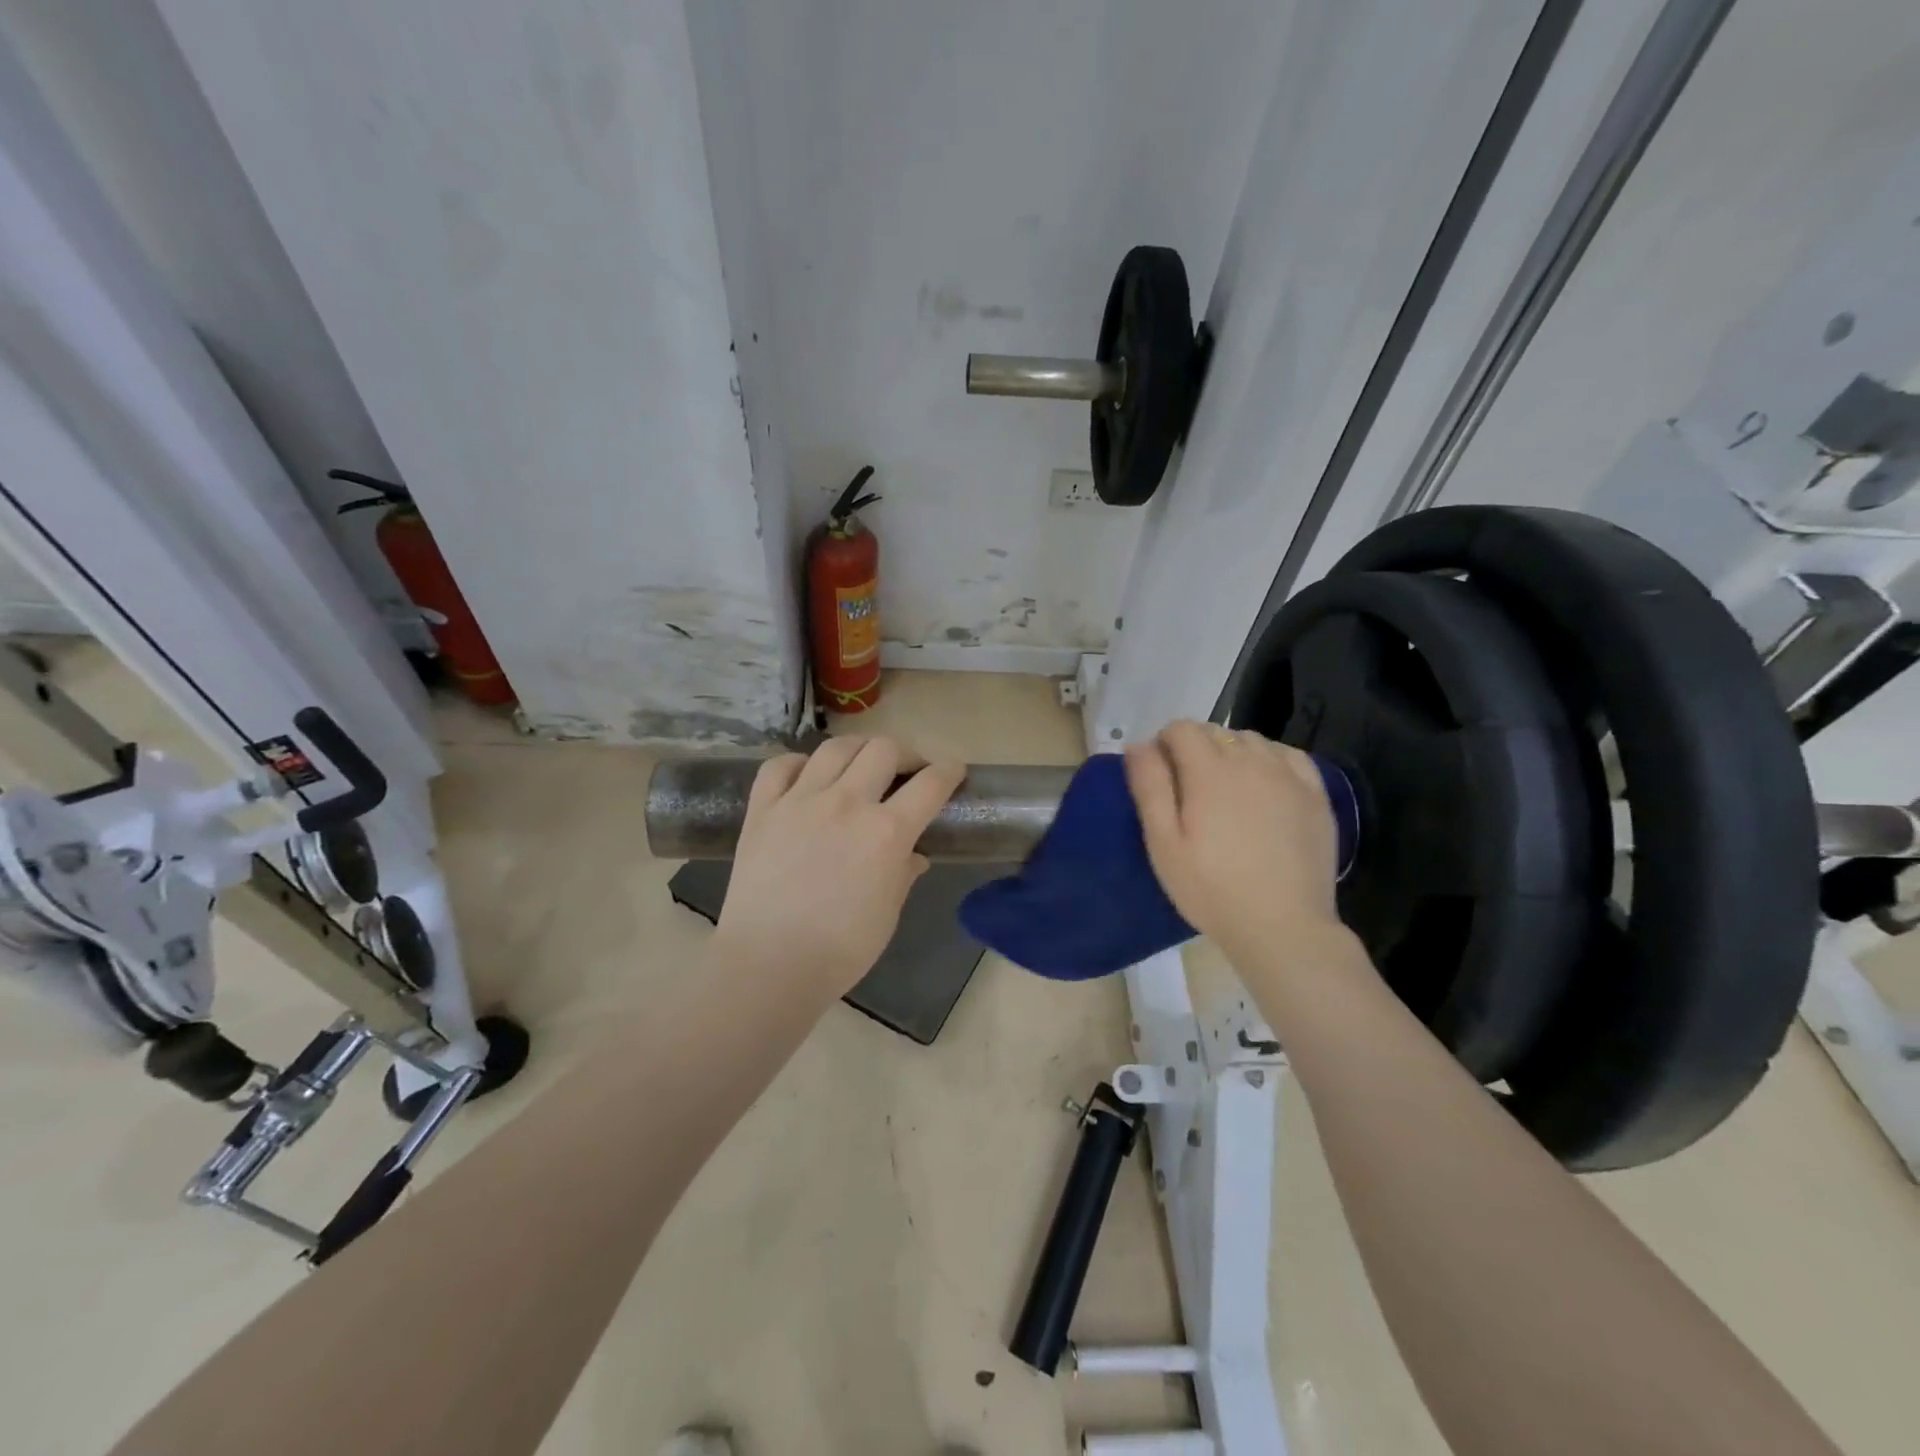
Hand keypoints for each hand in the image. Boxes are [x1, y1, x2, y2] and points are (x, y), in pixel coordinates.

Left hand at [714, 737, 965, 996]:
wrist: (768, 965)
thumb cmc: (840, 949)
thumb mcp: (888, 913)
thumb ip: (903, 874)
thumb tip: (914, 855)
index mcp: (886, 832)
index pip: (930, 784)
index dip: (949, 771)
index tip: (953, 770)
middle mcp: (847, 803)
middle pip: (884, 749)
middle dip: (905, 754)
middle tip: (906, 771)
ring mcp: (800, 800)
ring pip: (835, 747)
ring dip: (858, 749)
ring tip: (861, 764)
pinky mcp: (763, 809)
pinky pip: (780, 766)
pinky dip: (798, 764)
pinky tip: (807, 777)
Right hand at [1124, 720, 1347, 965]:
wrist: (1283, 927)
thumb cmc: (1211, 889)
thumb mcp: (1163, 843)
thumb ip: (1150, 787)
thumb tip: (1138, 744)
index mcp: (1209, 770)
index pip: (1181, 728)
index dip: (1164, 745)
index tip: (1160, 776)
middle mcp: (1251, 760)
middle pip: (1215, 731)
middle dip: (1195, 748)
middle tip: (1189, 792)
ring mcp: (1289, 775)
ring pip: (1251, 740)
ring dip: (1231, 752)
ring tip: (1226, 791)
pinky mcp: (1316, 794)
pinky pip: (1288, 755)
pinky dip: (1269, 759)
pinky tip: (1264, 786)